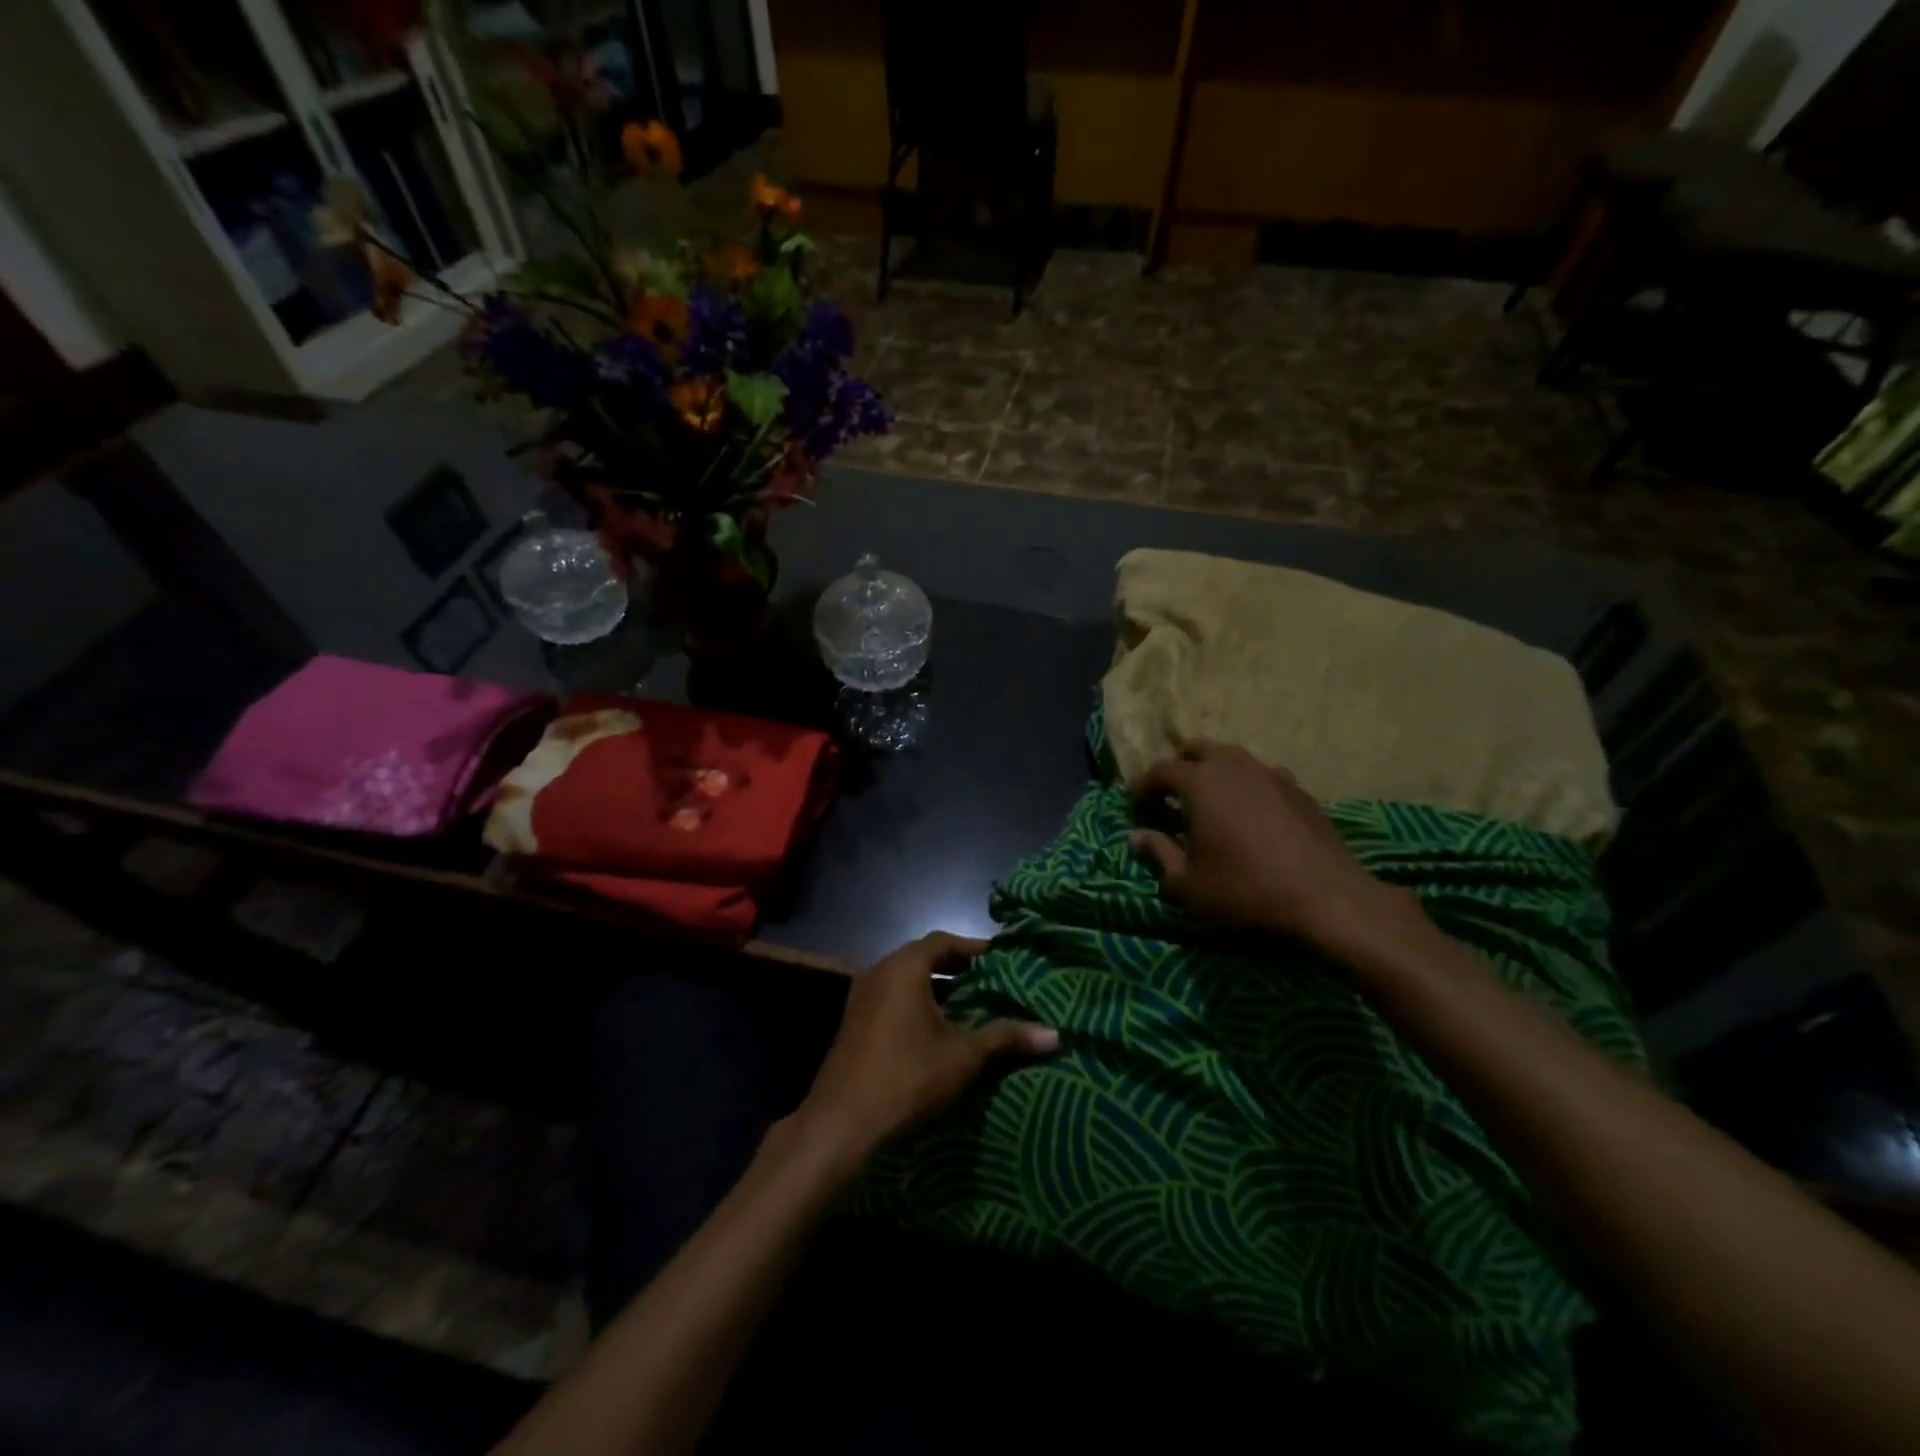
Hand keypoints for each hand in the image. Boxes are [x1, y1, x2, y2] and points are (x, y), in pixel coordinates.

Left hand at [790, 933, 1058, 1167]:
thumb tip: (1054, 1034)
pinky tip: (934, 1028)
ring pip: (904, 978)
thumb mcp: (964, 1057)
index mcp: (904, 967)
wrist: (841, 1123)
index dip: (973, 948)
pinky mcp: (853, 1021)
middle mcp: (879, 971)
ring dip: (934, 986)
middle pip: (922, 956)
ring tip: (967, 1003)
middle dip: (955, 967)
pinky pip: (890, 997)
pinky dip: (914, 1001)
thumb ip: (1006, 1038)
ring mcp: (861, 996)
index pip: (943, 941)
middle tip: (988, 979)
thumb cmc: (908, 1077)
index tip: (999, 959)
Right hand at [1130, 740, 1409, 953]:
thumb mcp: (1187, 883)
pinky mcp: (1298, 788)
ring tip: (1210, 802)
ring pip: (1232, 758)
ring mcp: (1270, 773)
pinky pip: (1260, 775)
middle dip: (1179, 767)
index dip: (1143, 787)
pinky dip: (1245, 786)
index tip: (1137, 807)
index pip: (1160, 771)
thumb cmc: (1244, 889)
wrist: (1325, 897)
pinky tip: (1249, 814)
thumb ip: (1159, 853)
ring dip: (1213, 772)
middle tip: (1172, 797)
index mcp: (1200, 782)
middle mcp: (1233, 766)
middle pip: (1197, 749)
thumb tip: (1137, 835)